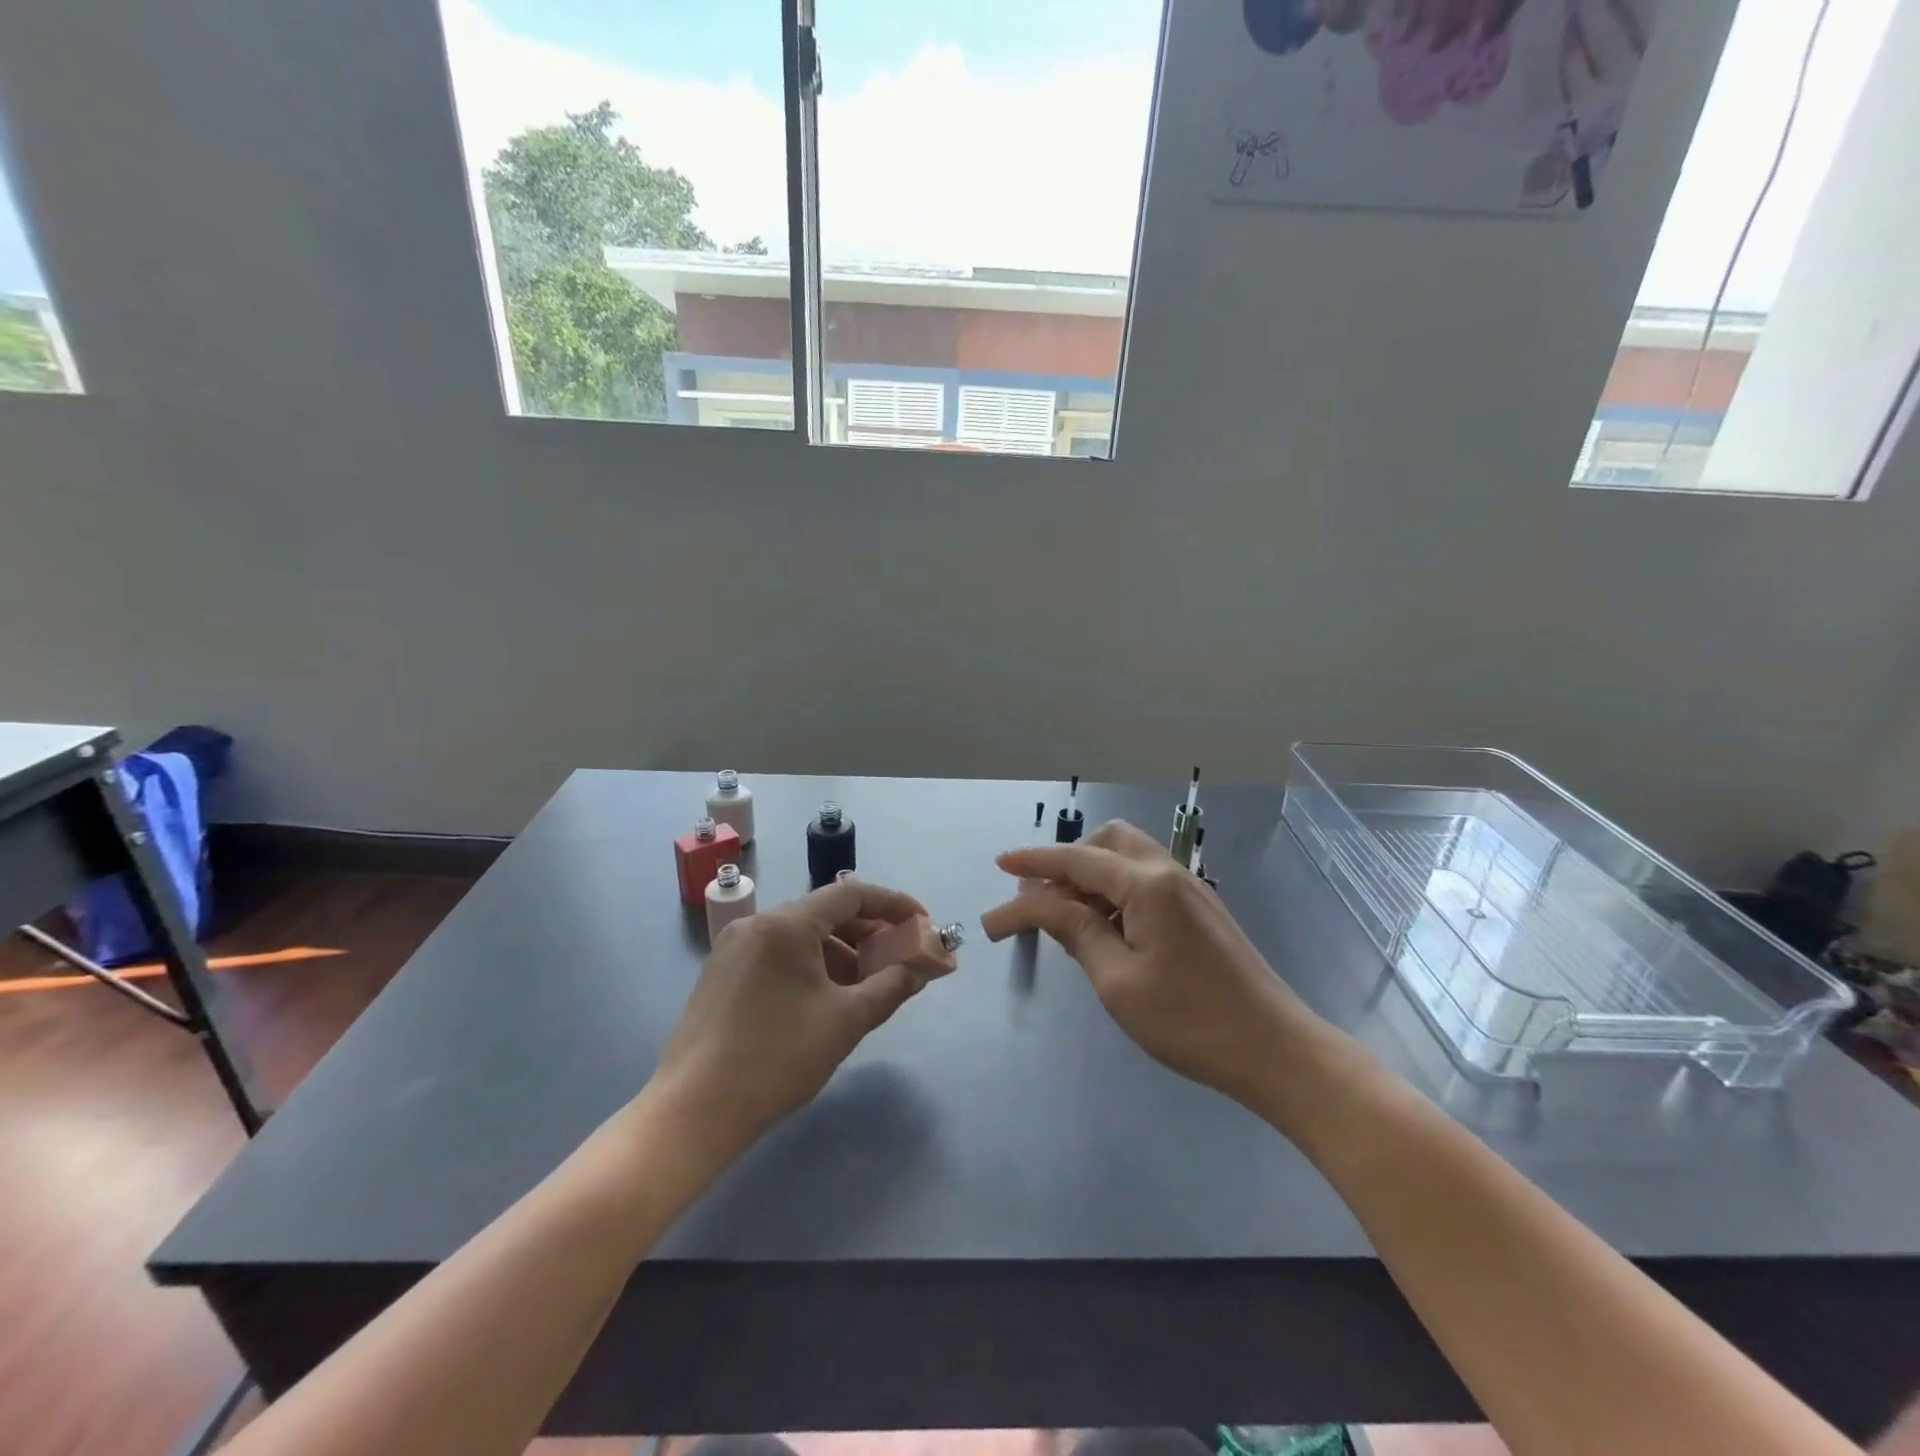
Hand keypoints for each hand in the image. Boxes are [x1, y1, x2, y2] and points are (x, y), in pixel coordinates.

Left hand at [651, 878, 951, 1157]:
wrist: (693, 1111)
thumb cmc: (776, 1059)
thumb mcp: (845, 1022)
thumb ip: (890, 987)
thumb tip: (919, 970)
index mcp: (786, 925)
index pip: (851, 894)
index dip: (893, 905)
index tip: (922, 924)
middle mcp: (757, 924)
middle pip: (826, 913)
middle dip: (869, 934)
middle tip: (900, 959)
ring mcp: (734, 948)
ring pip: (802, 936)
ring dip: (842, 954)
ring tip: (867, 987)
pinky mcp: (721, 974)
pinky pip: (779, 955)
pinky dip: (811, 966)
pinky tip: (826, 999)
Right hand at [981, 820, 1334, 1107]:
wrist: (1274, 1049)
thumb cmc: (1189, 1019)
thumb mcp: (1117, 979)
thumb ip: (1074, 931)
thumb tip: (1037, 903)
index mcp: (1147, 884)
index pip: (1076, 861)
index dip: (1033, 862)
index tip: (999, 864)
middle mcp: (1169, 872)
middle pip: (1107, 841)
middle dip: (1068, 859)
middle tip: (1039, 897)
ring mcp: (1190, 890)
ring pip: (1128, 860)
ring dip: (1091, 876)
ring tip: (1064, 917)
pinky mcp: (1200, 911)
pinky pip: (1146, 881)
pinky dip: (1115, 891)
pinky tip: (1104, 928)